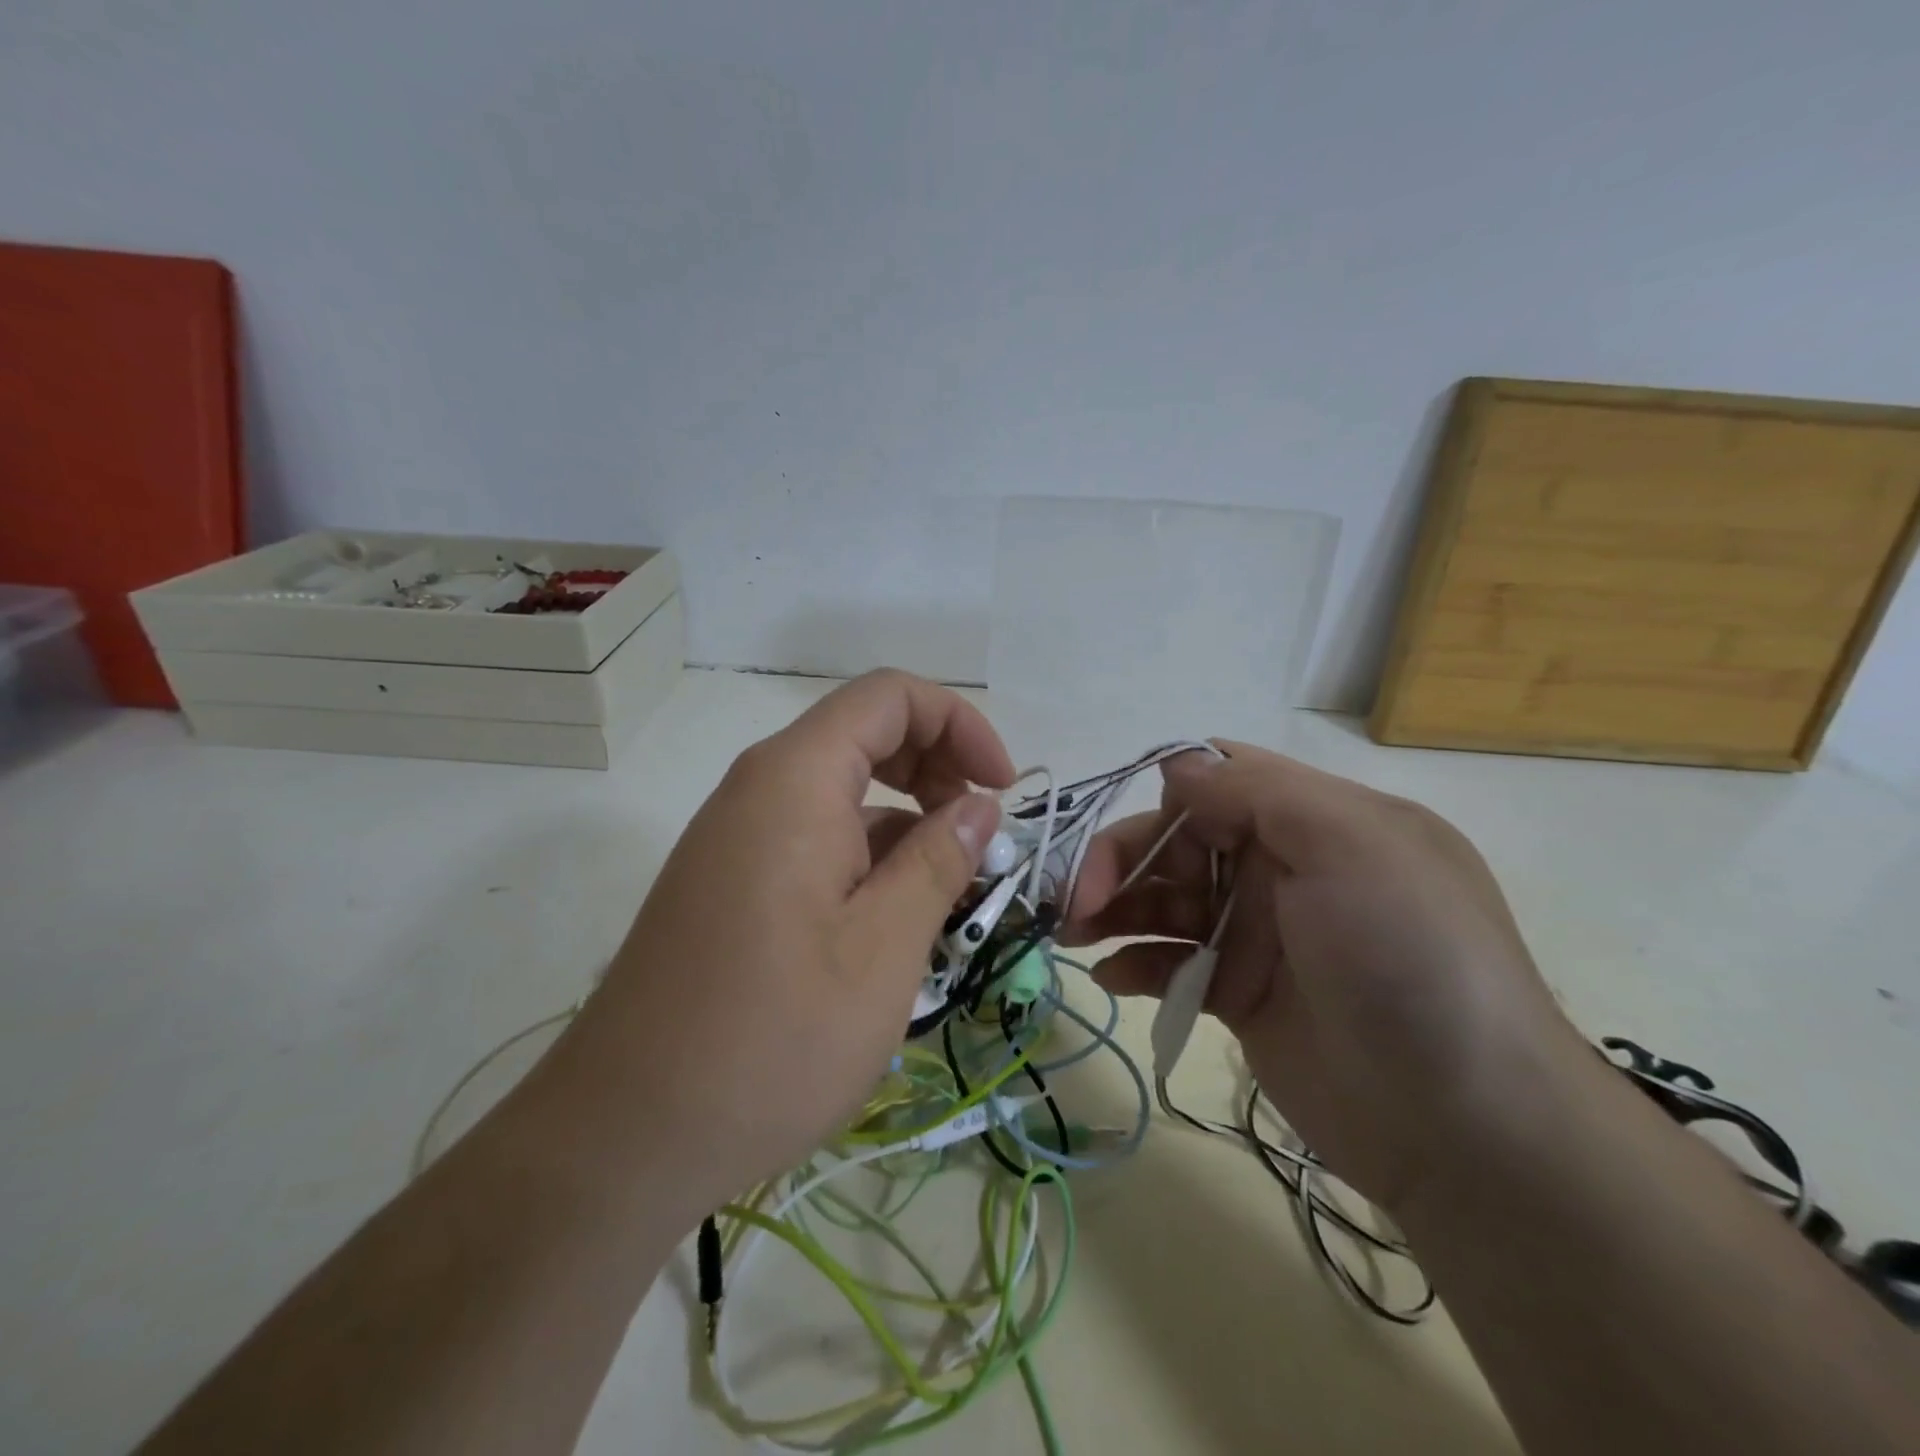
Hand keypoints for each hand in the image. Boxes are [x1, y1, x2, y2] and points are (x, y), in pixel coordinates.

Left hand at [544, 670, 1011, 1226]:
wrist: (624, 1135)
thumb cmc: (770, 1040)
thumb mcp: (883, 949)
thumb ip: (938, 862)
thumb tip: (978, 808)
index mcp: (795, 781)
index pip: (889, 696)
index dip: (959, 723)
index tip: (1001, 790)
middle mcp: (759, 789)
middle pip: (865, 734)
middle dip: (937, 767)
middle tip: (979, 838)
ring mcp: (737, 836)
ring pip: (841, 791)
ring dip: (905, 820)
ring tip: (949, 891)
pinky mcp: (729, 881)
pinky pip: (813, 837)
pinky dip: (866, 855)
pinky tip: (894, 920)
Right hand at [1064, 742, 1585, 1213]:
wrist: (1466, 1128)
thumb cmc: (1407, 959)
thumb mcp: (1351, 845)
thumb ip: (1257, 791)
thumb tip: (1176, 765)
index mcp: (1312, 821)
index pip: (1215, 784)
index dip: (1166, 802)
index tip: (1138, 841)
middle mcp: (1281, 868)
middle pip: (1176, 842)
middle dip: (1119, 862)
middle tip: (1075, 902)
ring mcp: (1258, 933)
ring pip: (1164, 901)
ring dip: (1112, 910)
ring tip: (1071, 934)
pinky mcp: (1238, 993)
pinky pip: (1171, 962)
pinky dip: (1135, 963)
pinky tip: (1111, 978)